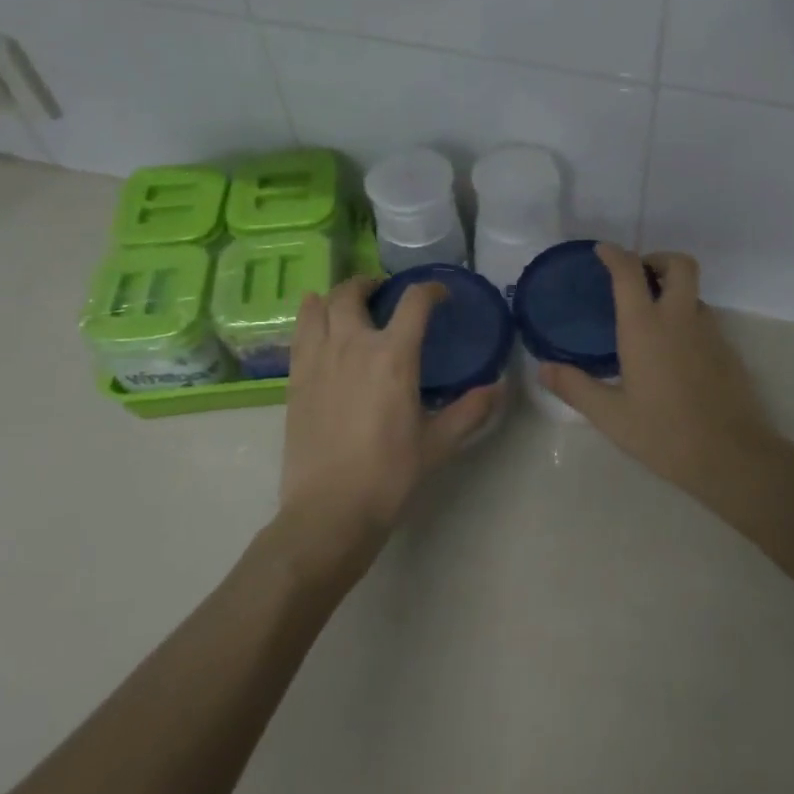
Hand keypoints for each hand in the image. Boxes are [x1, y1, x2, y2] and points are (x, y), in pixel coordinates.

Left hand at [276, 276, 501, 568]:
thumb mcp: (439, 443)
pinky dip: (310, 318)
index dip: (431, 290)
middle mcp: (352, 345)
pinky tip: (319, 328)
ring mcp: (317, 359)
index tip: (441, 295)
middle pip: (354, 292)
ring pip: (319, 306)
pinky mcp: (295, 379)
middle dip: (372, 284)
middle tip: (384, 294)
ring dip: (336, 296)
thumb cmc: (390, 475)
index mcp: (393, 356)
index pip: (414, 302)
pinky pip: (299, 333)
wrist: (330, 509)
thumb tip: (498, 387)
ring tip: (348, 304)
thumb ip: (470, 410)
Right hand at [539, 246, 775, 496]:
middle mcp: (680, 319)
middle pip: (679, 264)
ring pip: (693, 293)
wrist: (731, 456)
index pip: (629, 273)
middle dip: (657, 260)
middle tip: (637, 278)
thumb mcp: (611, 416)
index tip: (603, 252)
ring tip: (649, 321)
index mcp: (646, 328)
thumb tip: (543, 369)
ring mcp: (710, 333)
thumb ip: (576, 387)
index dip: (615, 255)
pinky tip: (672, 354)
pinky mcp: (727, 352)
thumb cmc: (664, 433)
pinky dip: (685, 319)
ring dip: (672, 292)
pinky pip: (704, 320)